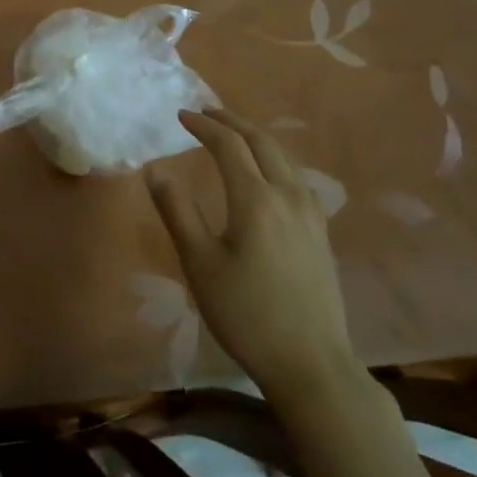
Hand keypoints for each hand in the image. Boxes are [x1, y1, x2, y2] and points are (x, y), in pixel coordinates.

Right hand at [147, 108, 354, 392]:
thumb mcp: (200, 264)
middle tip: (205, 112)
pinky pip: (295, 175)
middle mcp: (288, 195)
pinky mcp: (320, 231)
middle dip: (231, 121)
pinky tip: (266, 172)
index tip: (181, 115)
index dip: (203, 126)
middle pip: (261, 141)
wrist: (311, 364)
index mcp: (256, 199)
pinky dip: (274, 158)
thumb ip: (178, 211)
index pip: (228, 145)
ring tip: (232, 133)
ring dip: (255, 137)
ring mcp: (310, 213)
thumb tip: (155, 170)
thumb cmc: (246, 314)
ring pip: (283, 156)